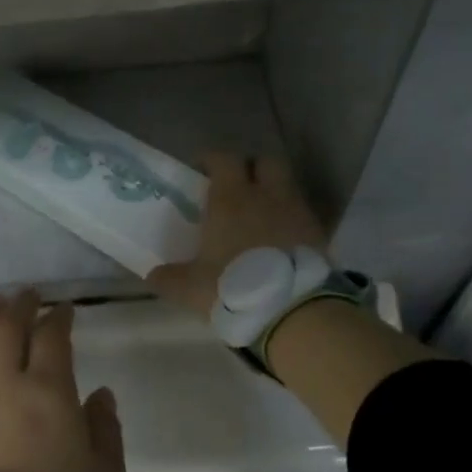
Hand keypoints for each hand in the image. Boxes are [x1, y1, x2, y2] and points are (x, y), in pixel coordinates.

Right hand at [147, 152, 328, 316]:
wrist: (293, 312)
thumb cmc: (233, 287)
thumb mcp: (189, 287)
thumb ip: (168, 278)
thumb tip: (152, 276)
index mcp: (231, 199)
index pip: (223, 159)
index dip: (211, 160)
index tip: (201, 172)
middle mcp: (267, 196)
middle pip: (265, 162)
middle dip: (251, 169)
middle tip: (236, 188)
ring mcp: (297, 213)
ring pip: (287, 187)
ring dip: (273, 195)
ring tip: (259, 218)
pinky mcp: (319, 235)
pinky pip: (302, 216)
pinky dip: (290, 221)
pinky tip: (278, 243)